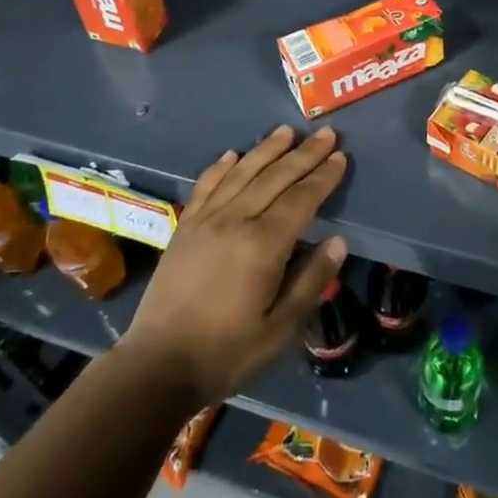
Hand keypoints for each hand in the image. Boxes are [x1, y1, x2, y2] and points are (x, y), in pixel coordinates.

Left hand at [121, 126, 347, 406]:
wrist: (157, 366)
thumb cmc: (226, 352)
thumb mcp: (280, 329)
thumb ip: (311, 282)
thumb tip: (338, 242)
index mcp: (263, 245)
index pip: (301, 199)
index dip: (323, 177)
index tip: (340, 156)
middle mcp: (235, 221)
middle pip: (275, 178)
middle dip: (303, 154)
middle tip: (326, 134)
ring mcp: (205, 220)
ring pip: (242, 173)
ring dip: (266, 149)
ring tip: (286, 130)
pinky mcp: (184, 227)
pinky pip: (205, 186)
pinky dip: (220, 166)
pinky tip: (233, 153)